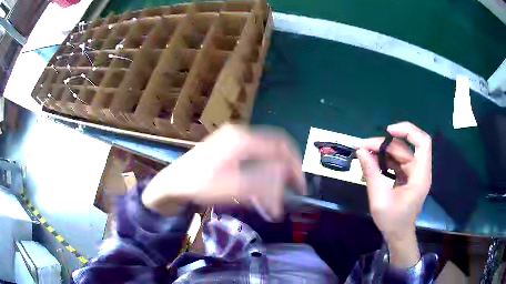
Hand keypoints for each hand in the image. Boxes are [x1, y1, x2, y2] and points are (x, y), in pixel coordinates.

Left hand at [142, 124, 305, 221]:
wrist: (172, 183)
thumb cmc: (199, 184)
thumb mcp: (233, 187)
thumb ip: (264, 182)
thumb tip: (286, 178)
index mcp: (242, 139)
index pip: (280, 146)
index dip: (294, 166)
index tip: (299, 186)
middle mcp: (240, 134)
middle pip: (273, 150)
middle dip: (284, 173)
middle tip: (289, 193)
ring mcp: (233, 140)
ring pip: (264, 157)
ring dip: (272, 178)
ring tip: (272, 199)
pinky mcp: (228, 149)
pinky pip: (253, 160)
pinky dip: (260, 176)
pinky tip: (259, 193)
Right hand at [357, 122, 431, 267]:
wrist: (398, 235)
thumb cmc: (392, 221)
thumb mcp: (379, 198)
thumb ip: (371, 173)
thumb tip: (361, 151)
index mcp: (420, 175)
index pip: (423, 142)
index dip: (408, 131)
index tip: (388, 131)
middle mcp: (420, 171)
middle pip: (405, 148)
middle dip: (385, 144)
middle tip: (363, 147)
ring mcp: (414, 174)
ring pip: (400, 153)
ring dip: (383, 151)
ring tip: (364, 154)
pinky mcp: (408, 177)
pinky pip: (397, 162)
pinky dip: (385, 160)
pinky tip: (372, 163)